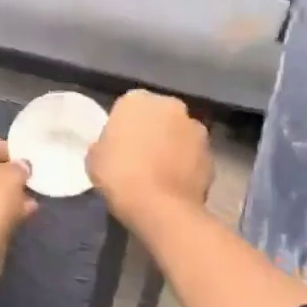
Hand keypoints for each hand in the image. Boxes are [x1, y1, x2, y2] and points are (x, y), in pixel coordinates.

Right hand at [87, 90, 212, 226]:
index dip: (124, 127)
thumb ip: (105, 144)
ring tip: (160, 173)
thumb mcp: (94, 159)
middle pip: (159, 116)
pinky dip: (187, 165)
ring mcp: (196, 128)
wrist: (160, 207)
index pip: (128, 107)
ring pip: (180, 134)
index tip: (119, 146)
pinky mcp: (212, 153)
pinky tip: (175, 184)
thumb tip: (113, 147)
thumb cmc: (119, 176)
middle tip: (140, 157)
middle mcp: (171, 105)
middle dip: (153, 131)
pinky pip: (193, 156)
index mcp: (137, 100)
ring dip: (173, 146)